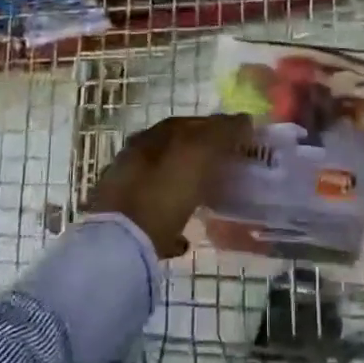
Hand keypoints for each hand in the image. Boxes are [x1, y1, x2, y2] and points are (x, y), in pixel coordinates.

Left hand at [82, 114, 253, 258]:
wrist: (119, 243)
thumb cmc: (162, 193)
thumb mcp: (197, 155)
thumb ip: (221, 133)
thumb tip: (244, 119)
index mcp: (151, 137)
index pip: (189, 123)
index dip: (216, 128)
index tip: (239, 141)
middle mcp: (134, 158)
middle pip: (174, 153)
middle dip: (200, 158)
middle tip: (225, 171)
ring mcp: (124, 192)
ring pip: (162, 184)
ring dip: (184, 190)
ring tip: (206, 202)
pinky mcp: (121, 225)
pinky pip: (153, 218)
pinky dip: (170, 223)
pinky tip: (184, 238)